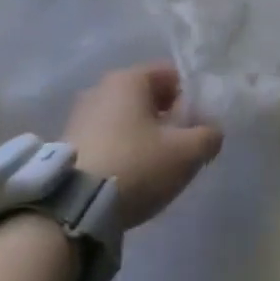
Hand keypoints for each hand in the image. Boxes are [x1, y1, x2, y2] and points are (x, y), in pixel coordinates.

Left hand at [64, 63, 223, 229]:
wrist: (73, 206)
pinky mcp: (68, 142)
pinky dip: (123, 149)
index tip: (198, 125)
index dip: (191, 97)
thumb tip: (211, 132)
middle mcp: (101, 87)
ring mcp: (80, 115)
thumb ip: (208, 136)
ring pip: (126, 118)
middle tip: (181, 147)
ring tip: (155, 167)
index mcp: (129, 78)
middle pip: (147, 96)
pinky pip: (107, 137)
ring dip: (144, 135)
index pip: (171, 74)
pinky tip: (130, 176)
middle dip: (168, 118)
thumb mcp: (186, 153)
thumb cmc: (136, 165)